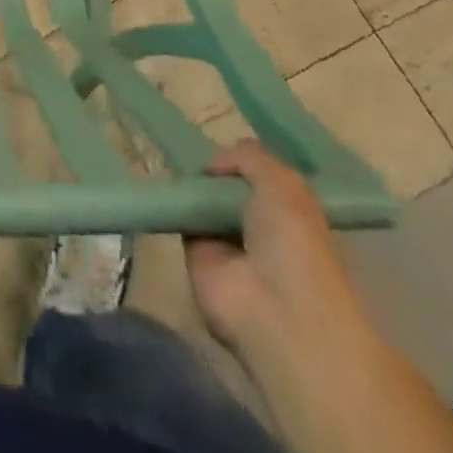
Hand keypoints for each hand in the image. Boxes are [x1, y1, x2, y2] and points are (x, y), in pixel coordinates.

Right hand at [184, 141, 370, 359]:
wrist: (275, 310)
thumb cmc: (294, 245)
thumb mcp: (284, 184)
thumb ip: (250, 158)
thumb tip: (213, 165)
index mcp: (292, 213)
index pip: (263, 178)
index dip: (243, 160)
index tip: (221, 142)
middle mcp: (261, 228)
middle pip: (229, 188)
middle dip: (213, 171)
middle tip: (186, 145)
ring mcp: (229, 245)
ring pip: (204, 203)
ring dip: (190, 185)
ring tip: (166, 154)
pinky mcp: (198, 258)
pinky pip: (182, 221)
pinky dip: (172, 204)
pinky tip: (159, 182)